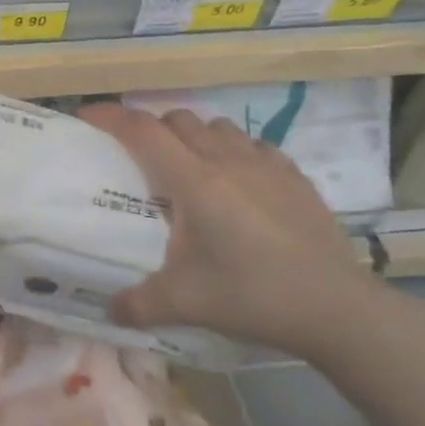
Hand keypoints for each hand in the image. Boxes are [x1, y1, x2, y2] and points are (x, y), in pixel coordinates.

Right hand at [79, 103, 370, 355]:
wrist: (337, 308)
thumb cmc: (253, 295)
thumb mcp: (185, 303)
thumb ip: (138, 304)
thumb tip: (110, 310)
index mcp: (194, 182)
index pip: (143, 130)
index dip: (111, 116)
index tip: (87, 115)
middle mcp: (227, 160)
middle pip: (178, 119)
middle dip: (151, 127)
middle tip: (138, 155)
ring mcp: (266, 165)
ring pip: (217, 126)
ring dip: (193, 136)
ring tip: (187, 167)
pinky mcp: (294, 177)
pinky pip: (253, 145)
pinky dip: (233, 150)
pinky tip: (237, 180)